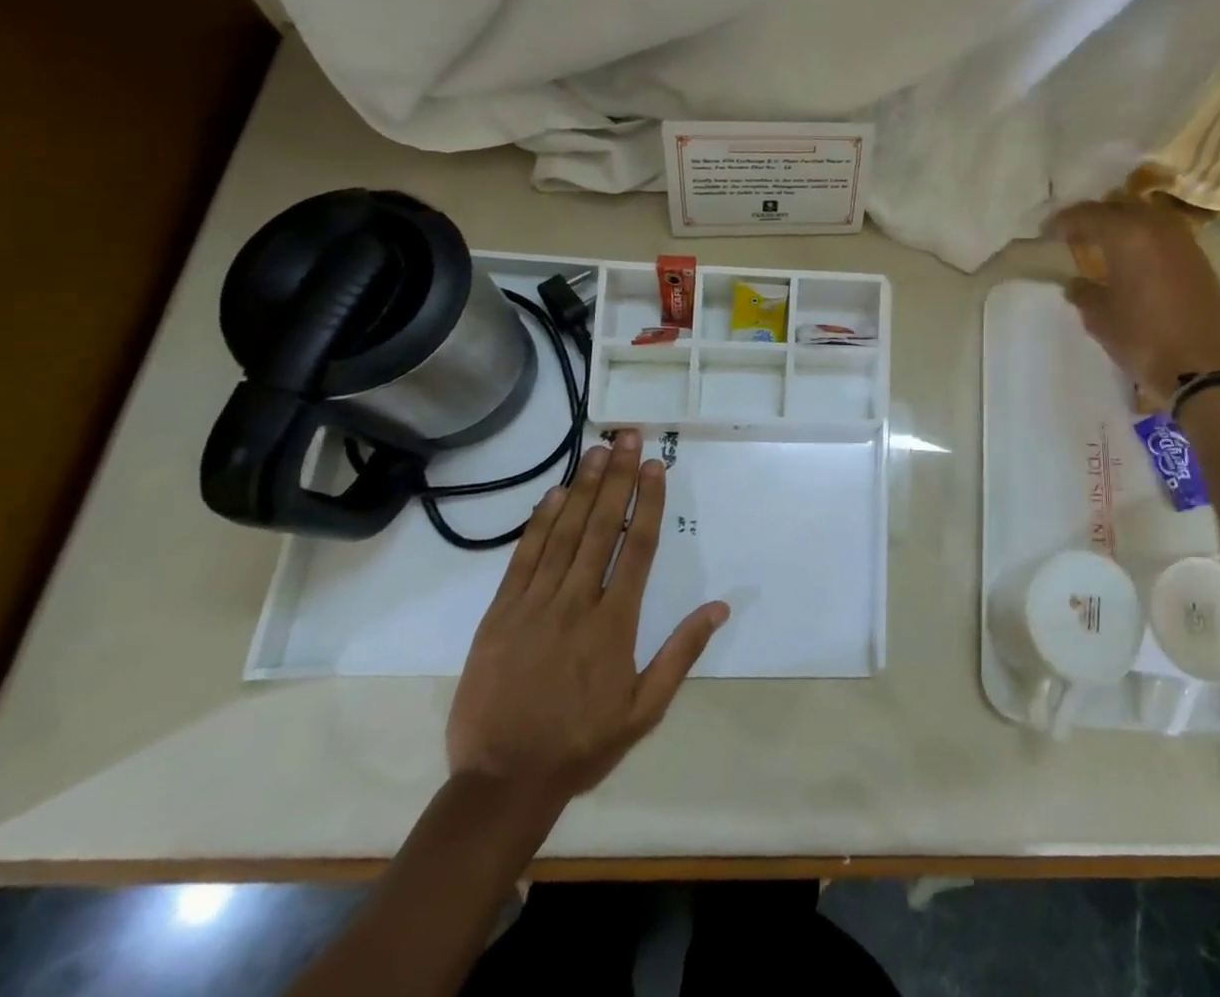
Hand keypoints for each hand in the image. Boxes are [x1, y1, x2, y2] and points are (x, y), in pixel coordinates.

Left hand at [445, 430, 727, 829]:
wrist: (501, 783)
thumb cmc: (582, 743)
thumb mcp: (645, 709)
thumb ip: (681, 654)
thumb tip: (719, 607)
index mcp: (614, 623)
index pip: (638, 547)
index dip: (648, 502)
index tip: (655, 466)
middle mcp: (576, 602)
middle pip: (602, 527)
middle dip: (617, 478)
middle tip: (626, 436)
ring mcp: (534, 605)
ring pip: (563, 534)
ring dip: (583, 488)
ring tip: (597, 451)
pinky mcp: (499, 615)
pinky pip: (523, 558)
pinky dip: (540, 523)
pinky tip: (554, 495)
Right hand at [1046, 198, 1219, 394]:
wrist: (1201, 367)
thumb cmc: (1142, 339)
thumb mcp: (1100, 318)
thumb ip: (1083, 293)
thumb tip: (1076, 283)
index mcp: (1127, 235)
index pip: (1088, 214)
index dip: (1064, 221)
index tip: (1047, 233)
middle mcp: (1157, 227)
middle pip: (1120, 206)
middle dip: (1095, 216)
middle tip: (1076, 234)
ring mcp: (1184, 241)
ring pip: (1147, 216)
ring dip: (1124, 223)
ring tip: (1106, 243)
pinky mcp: (1200, 260)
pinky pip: (1166, 234)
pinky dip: (1146, 238)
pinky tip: (1136, 259)